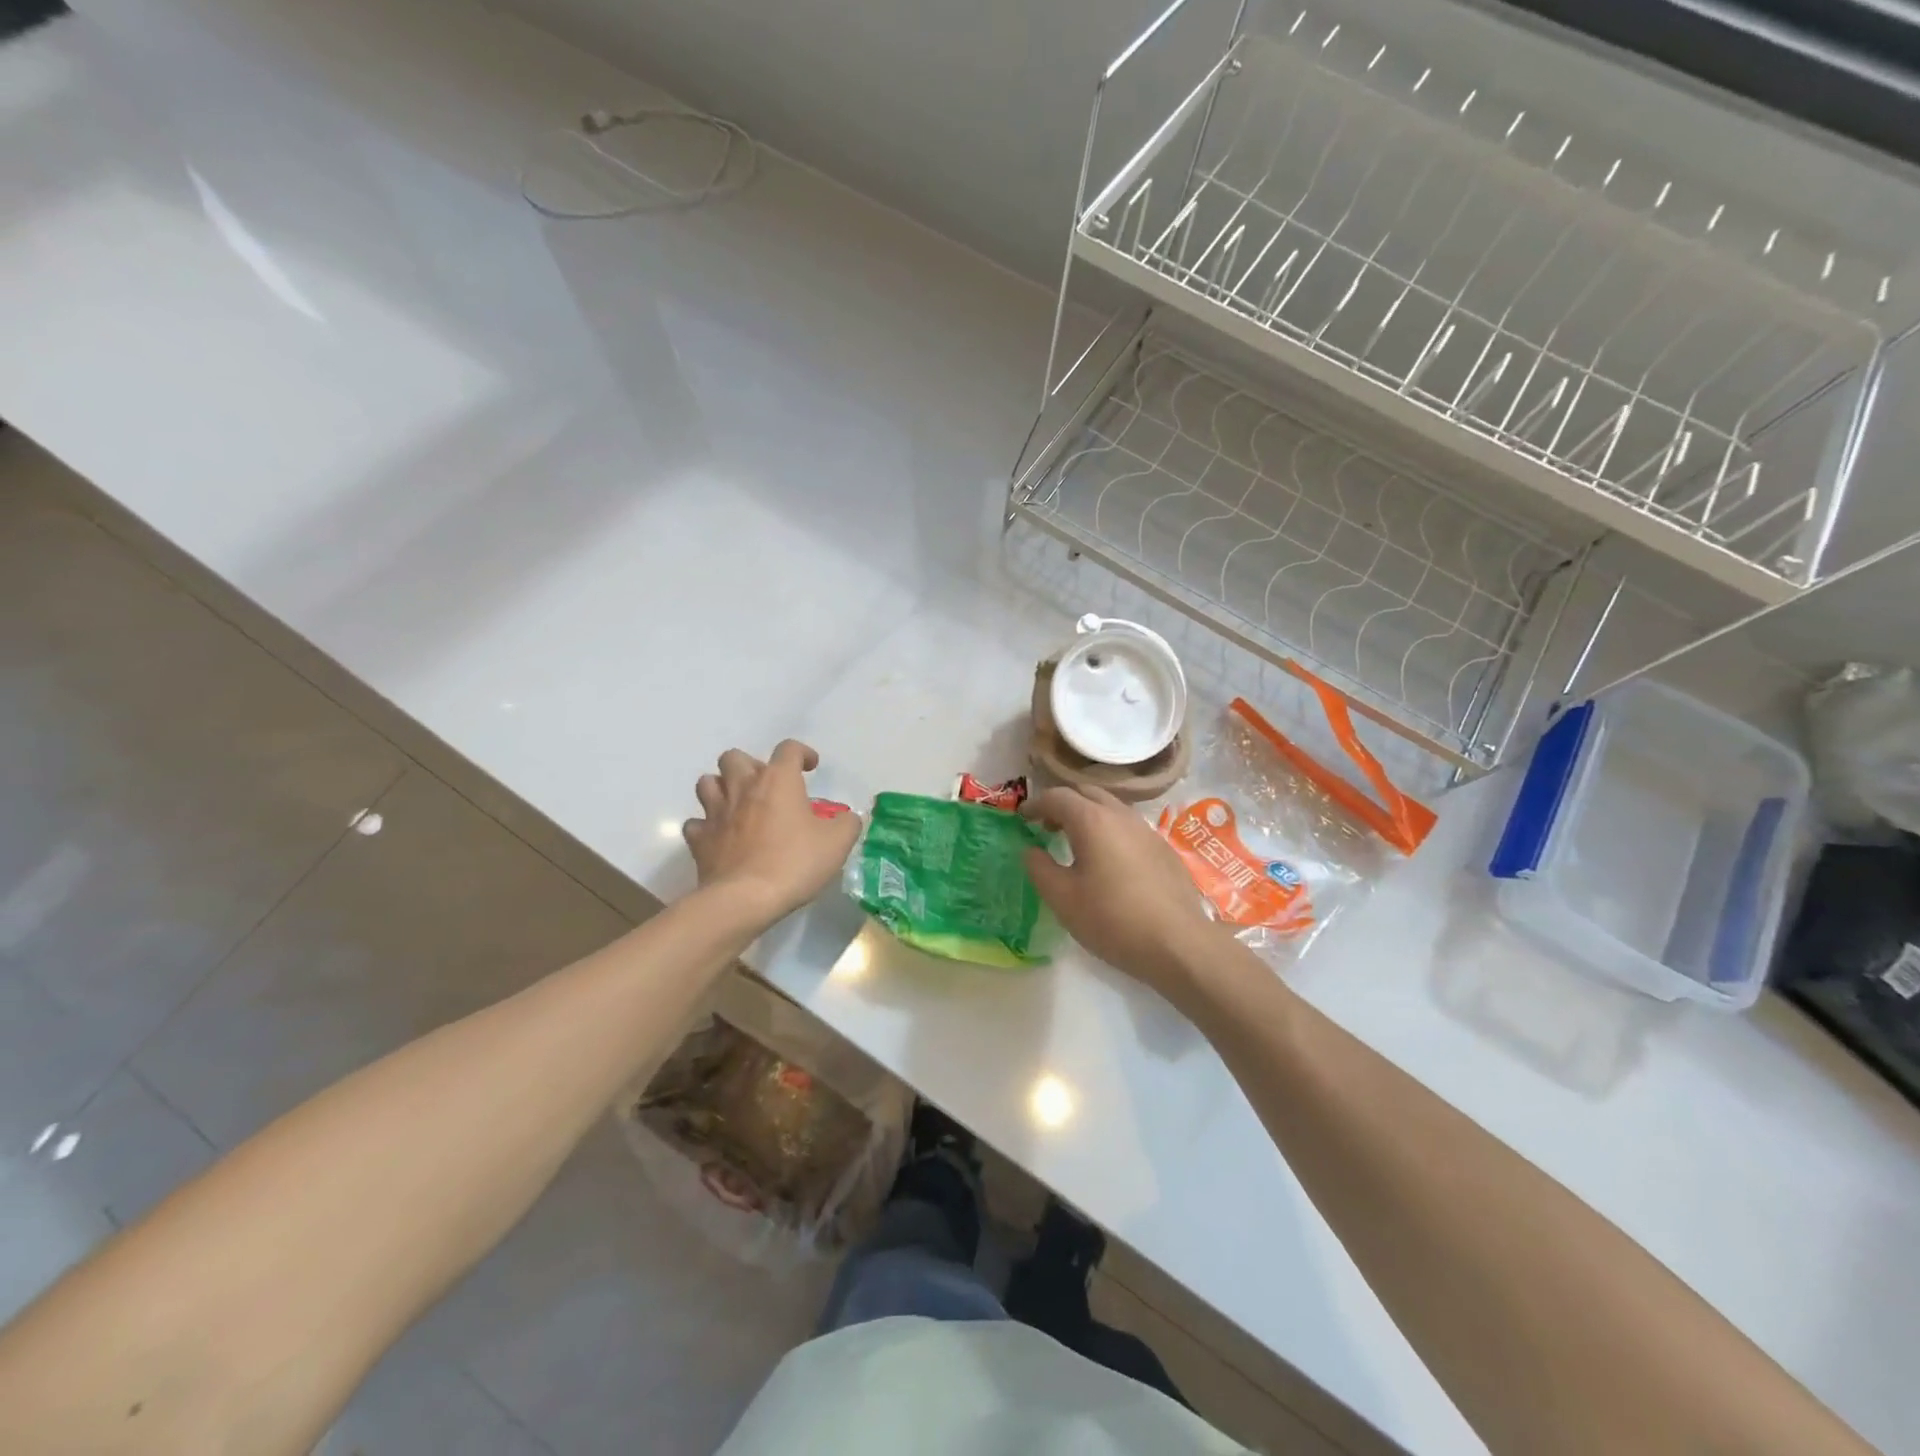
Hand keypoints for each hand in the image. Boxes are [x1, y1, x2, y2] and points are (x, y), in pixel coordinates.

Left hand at [683, 740, 860, 924]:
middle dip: (750, 765)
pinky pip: (696, 823)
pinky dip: (706, 826)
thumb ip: (846, 823)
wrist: (745, 899)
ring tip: (738, 804)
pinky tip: (719, 837)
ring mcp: (715, 812)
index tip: (810, 767)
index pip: (788, 749)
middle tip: (766, 787)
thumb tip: (846, 818)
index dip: (802, 753)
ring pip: (707, 783)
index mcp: (778, 780)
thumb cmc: (795, 863)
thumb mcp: (837, 843)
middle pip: (734, 757)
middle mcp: (742, 787)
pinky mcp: (699, 840)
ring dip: (721, 788)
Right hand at [1022, 785, 1225, 998]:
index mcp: (1092, 820)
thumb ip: (1040, 868)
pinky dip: (1110, 831)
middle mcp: (1121, 815)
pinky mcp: (1163, 849)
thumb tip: (1030, 850)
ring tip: (1076, 843)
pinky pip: (1129, 827)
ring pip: (1111, 808)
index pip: (1057, 796)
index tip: (1022, 818)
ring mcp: (1147, 830)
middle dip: (1063, 803)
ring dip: (1088, 816)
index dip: (1035, 804)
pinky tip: (1108, 861)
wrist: (1179, 944)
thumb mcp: (1063, 898)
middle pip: (1086, 793)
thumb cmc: (1112, 919)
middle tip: (1047, 826)